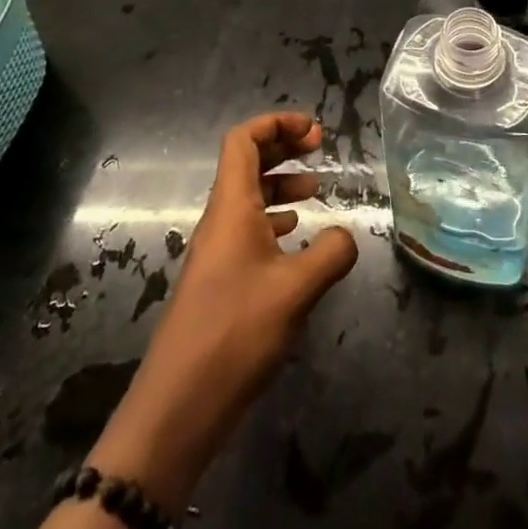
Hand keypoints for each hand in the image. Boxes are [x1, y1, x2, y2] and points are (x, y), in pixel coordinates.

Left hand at [86, 113, 356, 511]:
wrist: (179, 405)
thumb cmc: (235, 333)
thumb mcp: (296, 290)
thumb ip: (330, 254)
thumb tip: (348, 234)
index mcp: (231, 206)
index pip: (243, 140)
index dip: (276, 124)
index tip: (314, 131)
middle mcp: (220, 220)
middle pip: (246, 163)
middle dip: (282, 147)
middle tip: (319, 149)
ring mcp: (217, 251)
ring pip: (248, 197)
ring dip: (280, 184)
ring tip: (315, 191)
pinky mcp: (219, 280)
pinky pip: (248, 229)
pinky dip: (275, 220)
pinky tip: (297, 238)